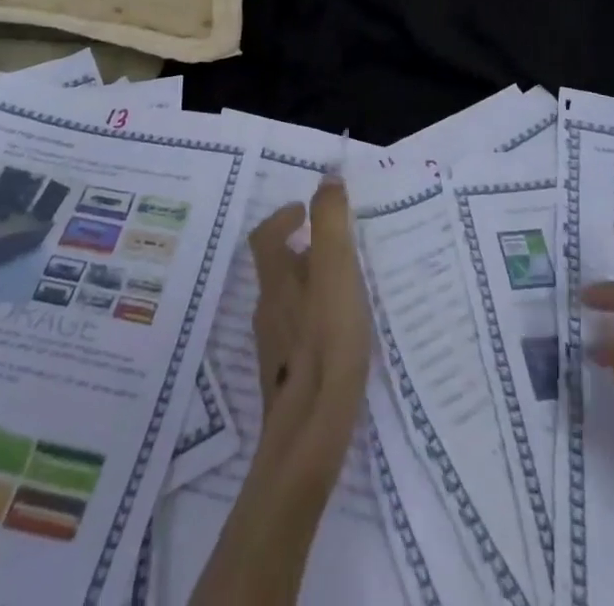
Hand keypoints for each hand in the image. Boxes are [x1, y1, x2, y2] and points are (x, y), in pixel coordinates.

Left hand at [248, 175, 372, 495]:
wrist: (309, 435)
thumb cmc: (326, 343)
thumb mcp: (335, 272)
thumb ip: (331, 223)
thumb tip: (328, 177)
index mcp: (277, 281)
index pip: (265, 236)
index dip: (282, 218)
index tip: (304, 210)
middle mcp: (268, 310)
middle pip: (278, 270)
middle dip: (302, 252)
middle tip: (336, 248)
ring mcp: (275, 349)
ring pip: (289, 304)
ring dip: (311, 287)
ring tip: (347, 289)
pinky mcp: (288, 380)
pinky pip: (299, 336)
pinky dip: (316, 322)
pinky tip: (342, 336)